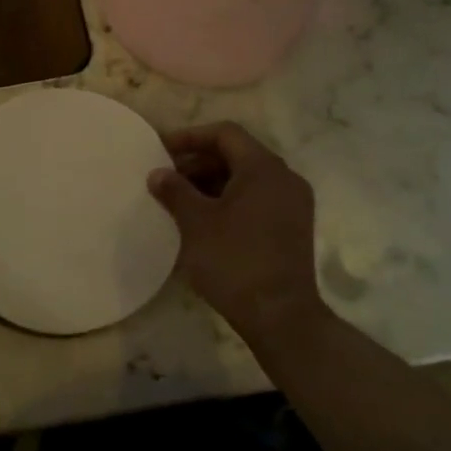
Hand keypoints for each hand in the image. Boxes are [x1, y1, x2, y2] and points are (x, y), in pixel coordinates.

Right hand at [147, 122, 327, 343]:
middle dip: (198, 162)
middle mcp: (284, 179)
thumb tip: (157, 173)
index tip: (160, 150)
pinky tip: (203, 220)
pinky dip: (229, 200)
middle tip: (166, 177)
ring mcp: (292, 204)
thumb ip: (175, 191)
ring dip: (211, 182)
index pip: (225, 134)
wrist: (281, 317)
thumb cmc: (235, 261)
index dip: (190, 137)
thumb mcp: (196, 223)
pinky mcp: (292, 228)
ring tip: (179, 200)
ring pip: (246, 178)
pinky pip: (256, 199)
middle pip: (237, 154)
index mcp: (264, 168)